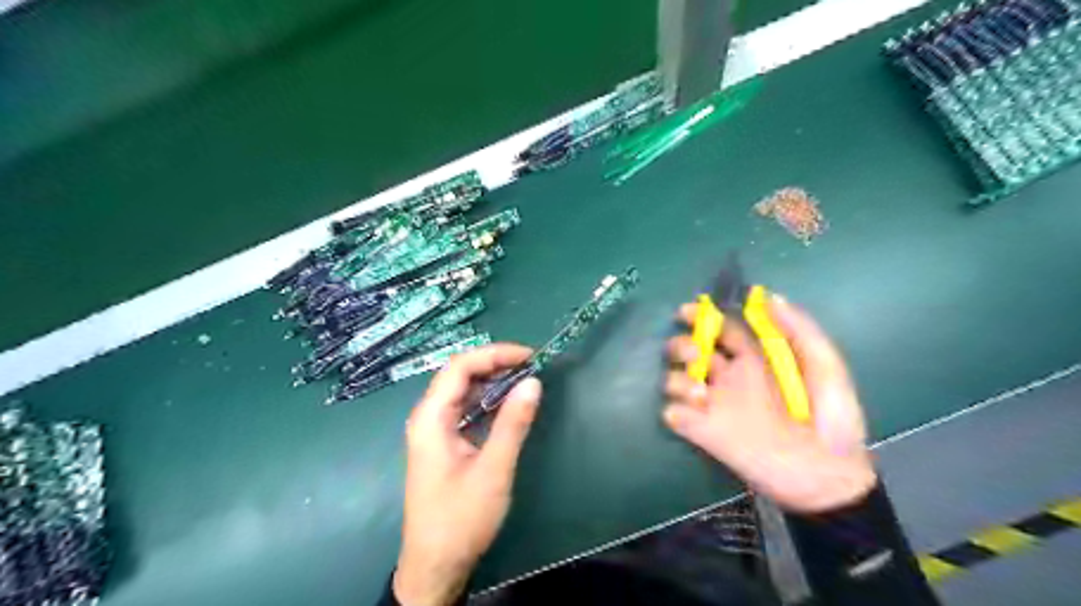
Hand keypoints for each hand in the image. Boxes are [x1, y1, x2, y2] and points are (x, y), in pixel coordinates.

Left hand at [393, 343, 540, 605]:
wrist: (435, 566)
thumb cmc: (461, 519)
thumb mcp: (493, 470)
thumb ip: (513, 423)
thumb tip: (533, 382)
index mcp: (431, 418)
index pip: (460, 367)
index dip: (494, 354)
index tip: (529, 356)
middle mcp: (428, 417)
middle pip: (459, 374)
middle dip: (495, 363)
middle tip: (532, 365)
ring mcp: (433, 430)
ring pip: (462, 391)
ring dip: (492, 381)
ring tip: (525, 378)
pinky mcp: (443, 443)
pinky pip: (465, 409)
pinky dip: (487, 401)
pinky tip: (509, 403)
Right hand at [658, 297, 875, 513]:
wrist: (827, 478)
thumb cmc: (831, 421)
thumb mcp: (826, 368)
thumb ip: (800, 330)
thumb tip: (768, 296)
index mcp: (754, 359)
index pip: (720, 328)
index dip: (703, 316)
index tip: (688, 311)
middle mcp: (729, 377)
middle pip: (689, 350)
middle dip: (683, 345)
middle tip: (695, 354)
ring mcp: (714, 405)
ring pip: (675, 380)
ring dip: (678, 379)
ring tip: (700, 393)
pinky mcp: (704, 432)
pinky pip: (673, 414)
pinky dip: (675, 410)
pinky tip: (691, 414)